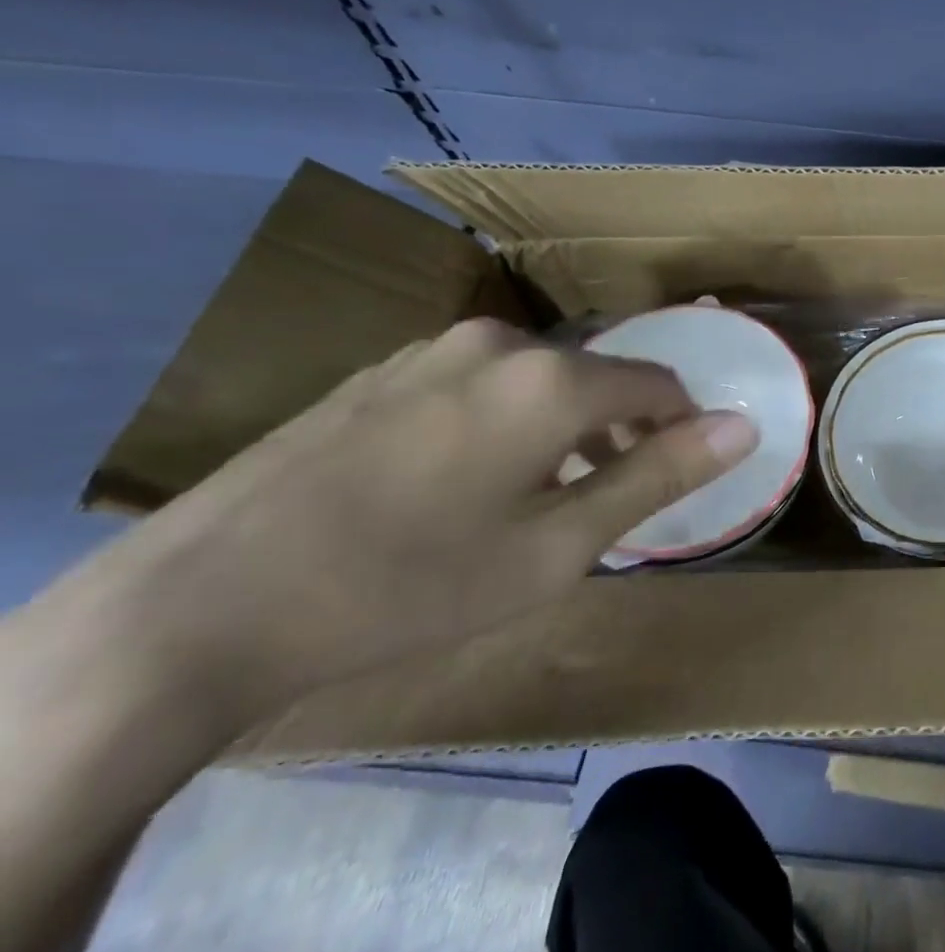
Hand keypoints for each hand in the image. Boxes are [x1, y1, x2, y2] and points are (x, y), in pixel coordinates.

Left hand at [109, 319, 758, 724]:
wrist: (193, 608)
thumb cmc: (408, 585)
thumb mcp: (557, 548)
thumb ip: (660, 476)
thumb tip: (745, 427)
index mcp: (553, 378)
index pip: (660, 385)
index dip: (683, 429)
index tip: (676, 479)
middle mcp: (500, 343)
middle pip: (600, 376)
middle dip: (621, 431)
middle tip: (605, 503)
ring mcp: (431, 351)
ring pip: (540, 378)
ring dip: (564, 427)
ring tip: (539, 499)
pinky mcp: (381, 373)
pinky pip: (481, 382)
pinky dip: (507, 420)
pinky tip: (462, 484)